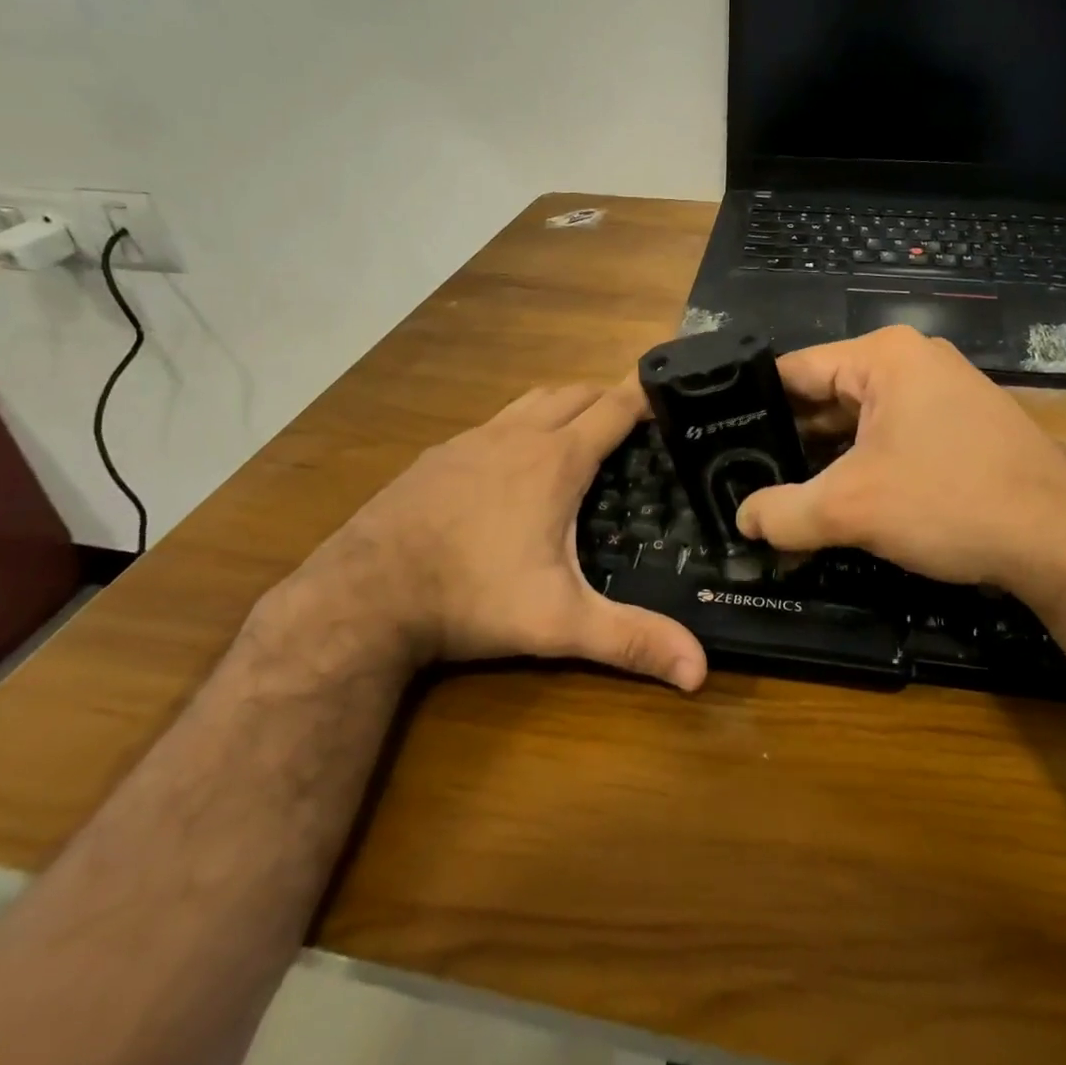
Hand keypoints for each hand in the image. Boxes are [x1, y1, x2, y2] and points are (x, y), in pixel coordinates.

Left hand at [305, 382, 707, 690]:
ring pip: (532, 400)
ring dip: (564, 404)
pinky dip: (520, 423)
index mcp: (556, 461)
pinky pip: (494, 421)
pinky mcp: (438, 453)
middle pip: (575, 393)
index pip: (614, 408)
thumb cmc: (472, 598)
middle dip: (608, 397)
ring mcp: (472, 439)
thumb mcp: (558, 622)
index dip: (645, 394)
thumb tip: (700, 672)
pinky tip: (512, 460)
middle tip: (634, 422)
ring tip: (581, 429)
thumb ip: (631, 641)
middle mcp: (517, 435)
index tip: (671, 392)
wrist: (364, 594)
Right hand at [736, 327, 1065, 603]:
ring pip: (858, 422)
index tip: (719, 443)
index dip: (752, 408)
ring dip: (825, 461)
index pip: (793, 371)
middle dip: (788, 442)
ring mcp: (941, 393)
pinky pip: (891, 437)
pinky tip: (838, 502)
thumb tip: (742, 520)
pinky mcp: (960, 426)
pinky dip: (862, 467)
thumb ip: (783, 513)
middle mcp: (912, 362)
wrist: (1065, 542)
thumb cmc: (951, 502)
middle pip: (825, 396)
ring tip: (781, 496)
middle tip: (743, 479)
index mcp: (883, 356)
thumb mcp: (852, 508)